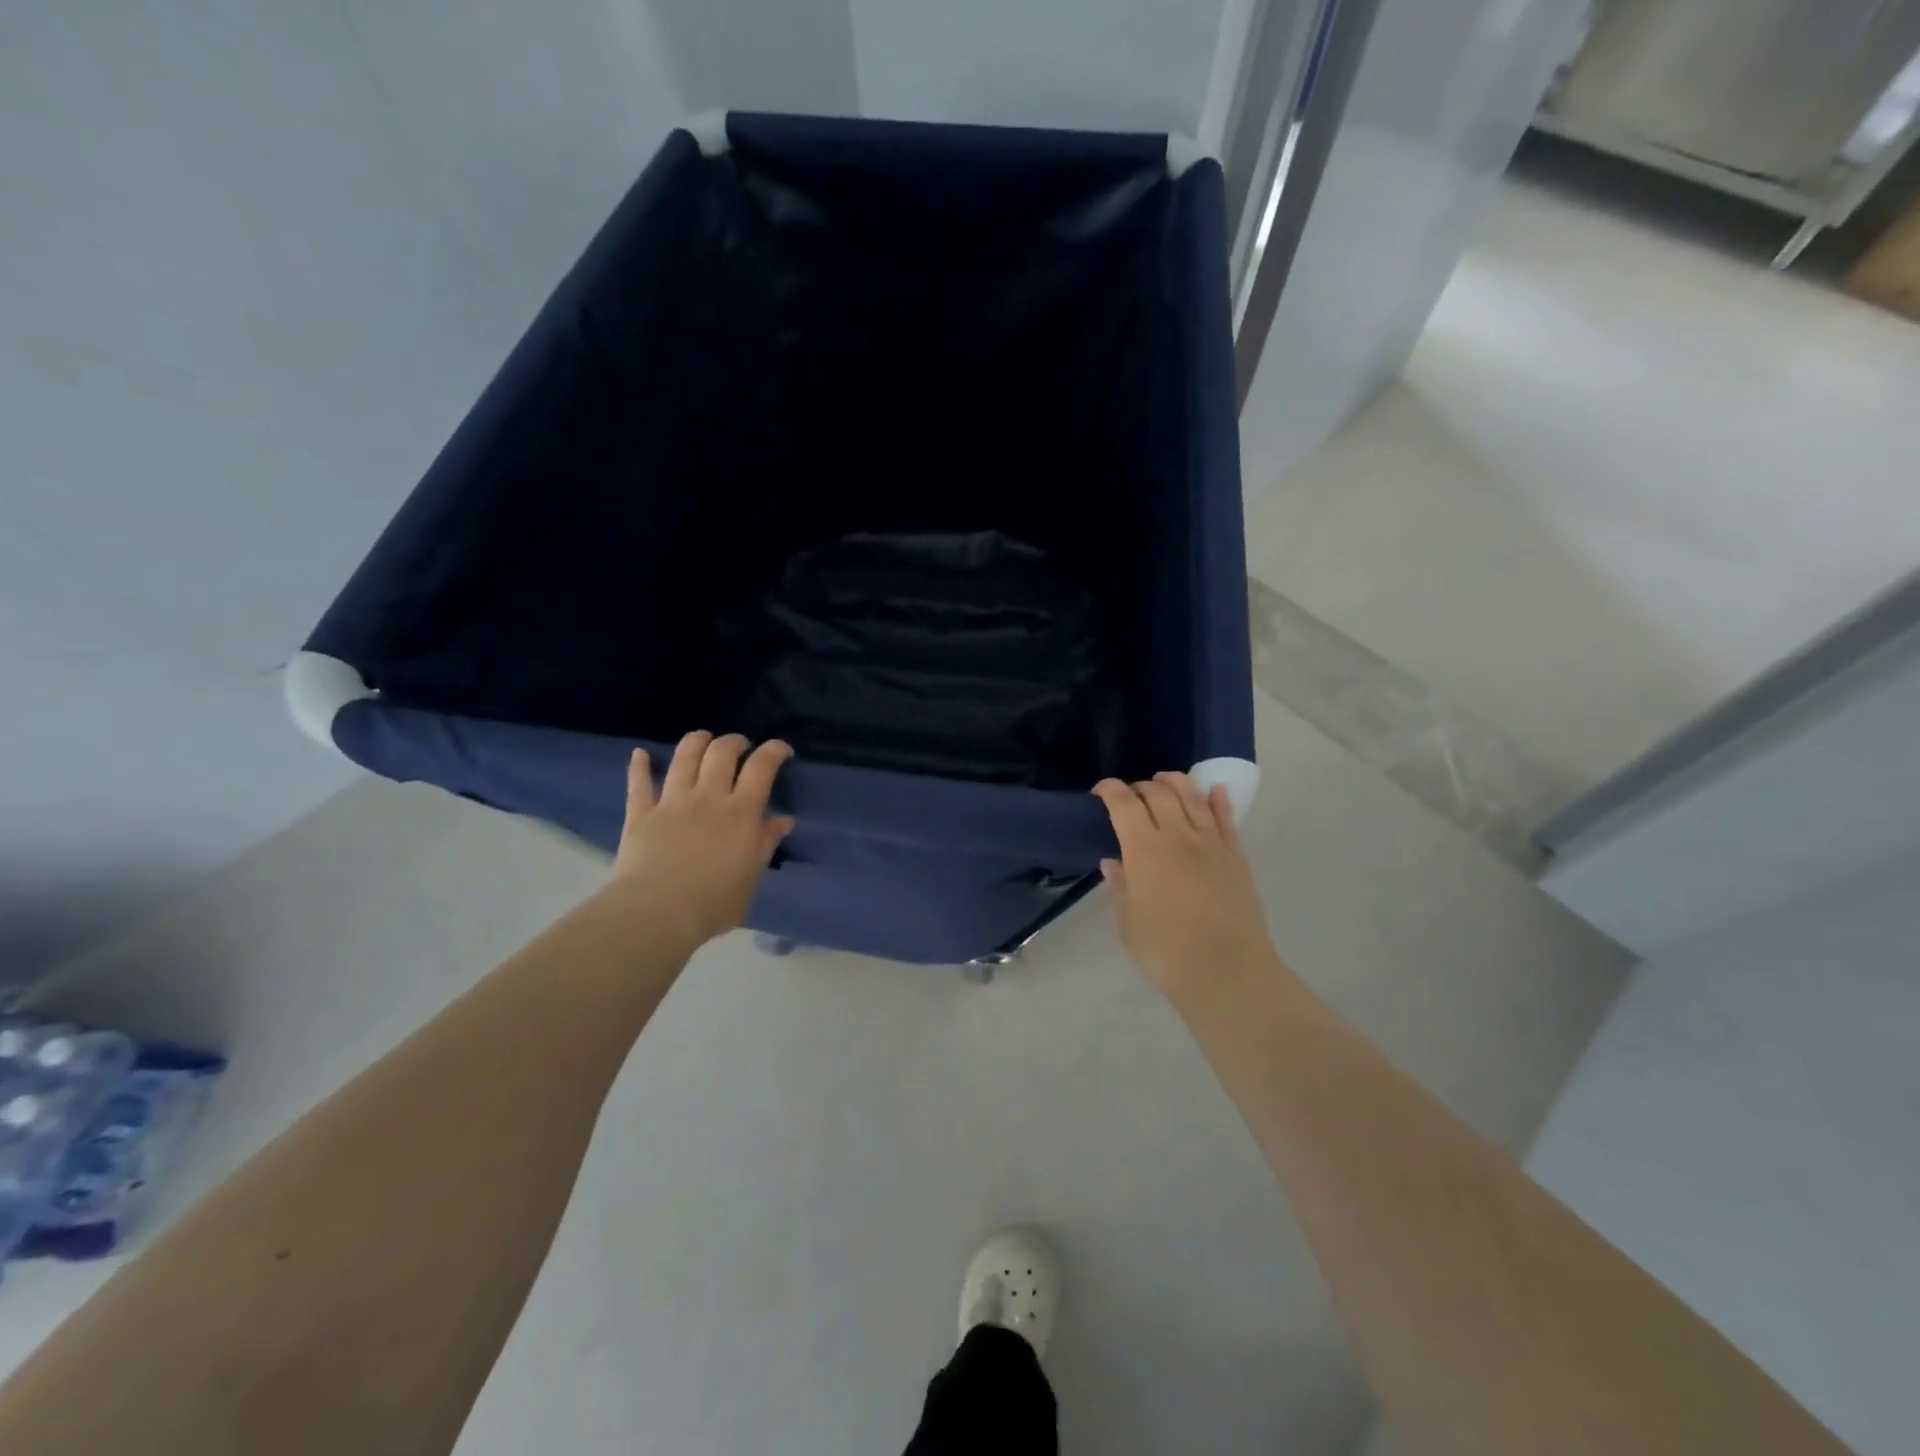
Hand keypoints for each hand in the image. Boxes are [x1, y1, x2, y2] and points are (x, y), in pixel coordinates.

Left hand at [606, 731, 795, 951]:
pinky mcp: (641, 813)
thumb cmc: (714, 903)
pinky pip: (639, 782)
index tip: (781, 750)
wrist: (657, 914)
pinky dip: (639, 765)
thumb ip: (765, 844)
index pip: (762, 767)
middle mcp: (708, 797)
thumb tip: (782, 820)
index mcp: (741, 813)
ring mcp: (672, 801)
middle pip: (722, 751)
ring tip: (704, 740)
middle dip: (735, 741)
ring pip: (685, 756)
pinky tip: (640, 754)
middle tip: (741, 747)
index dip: (774, 750)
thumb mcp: (752, 877)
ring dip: (696, 741)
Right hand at [1093, 772, 1283, 1004]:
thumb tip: (1114, 863)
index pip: (1123, 804)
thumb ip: (1121, 887)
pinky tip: (1215, 791)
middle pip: (1159, 794)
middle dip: (1140, 787)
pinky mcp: (1237, 858)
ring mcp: (1212, 844)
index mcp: (1145, 850)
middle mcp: (1178, 836)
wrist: (1228, 971)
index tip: (1100, 792)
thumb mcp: (1128, 923)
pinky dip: (1219, 800)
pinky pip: (1228, 819)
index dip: (1109, 790)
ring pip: (1194, 798)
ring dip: (1176, 783)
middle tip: (1131, 796)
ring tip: (1166, 780)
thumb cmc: (1166, 951)